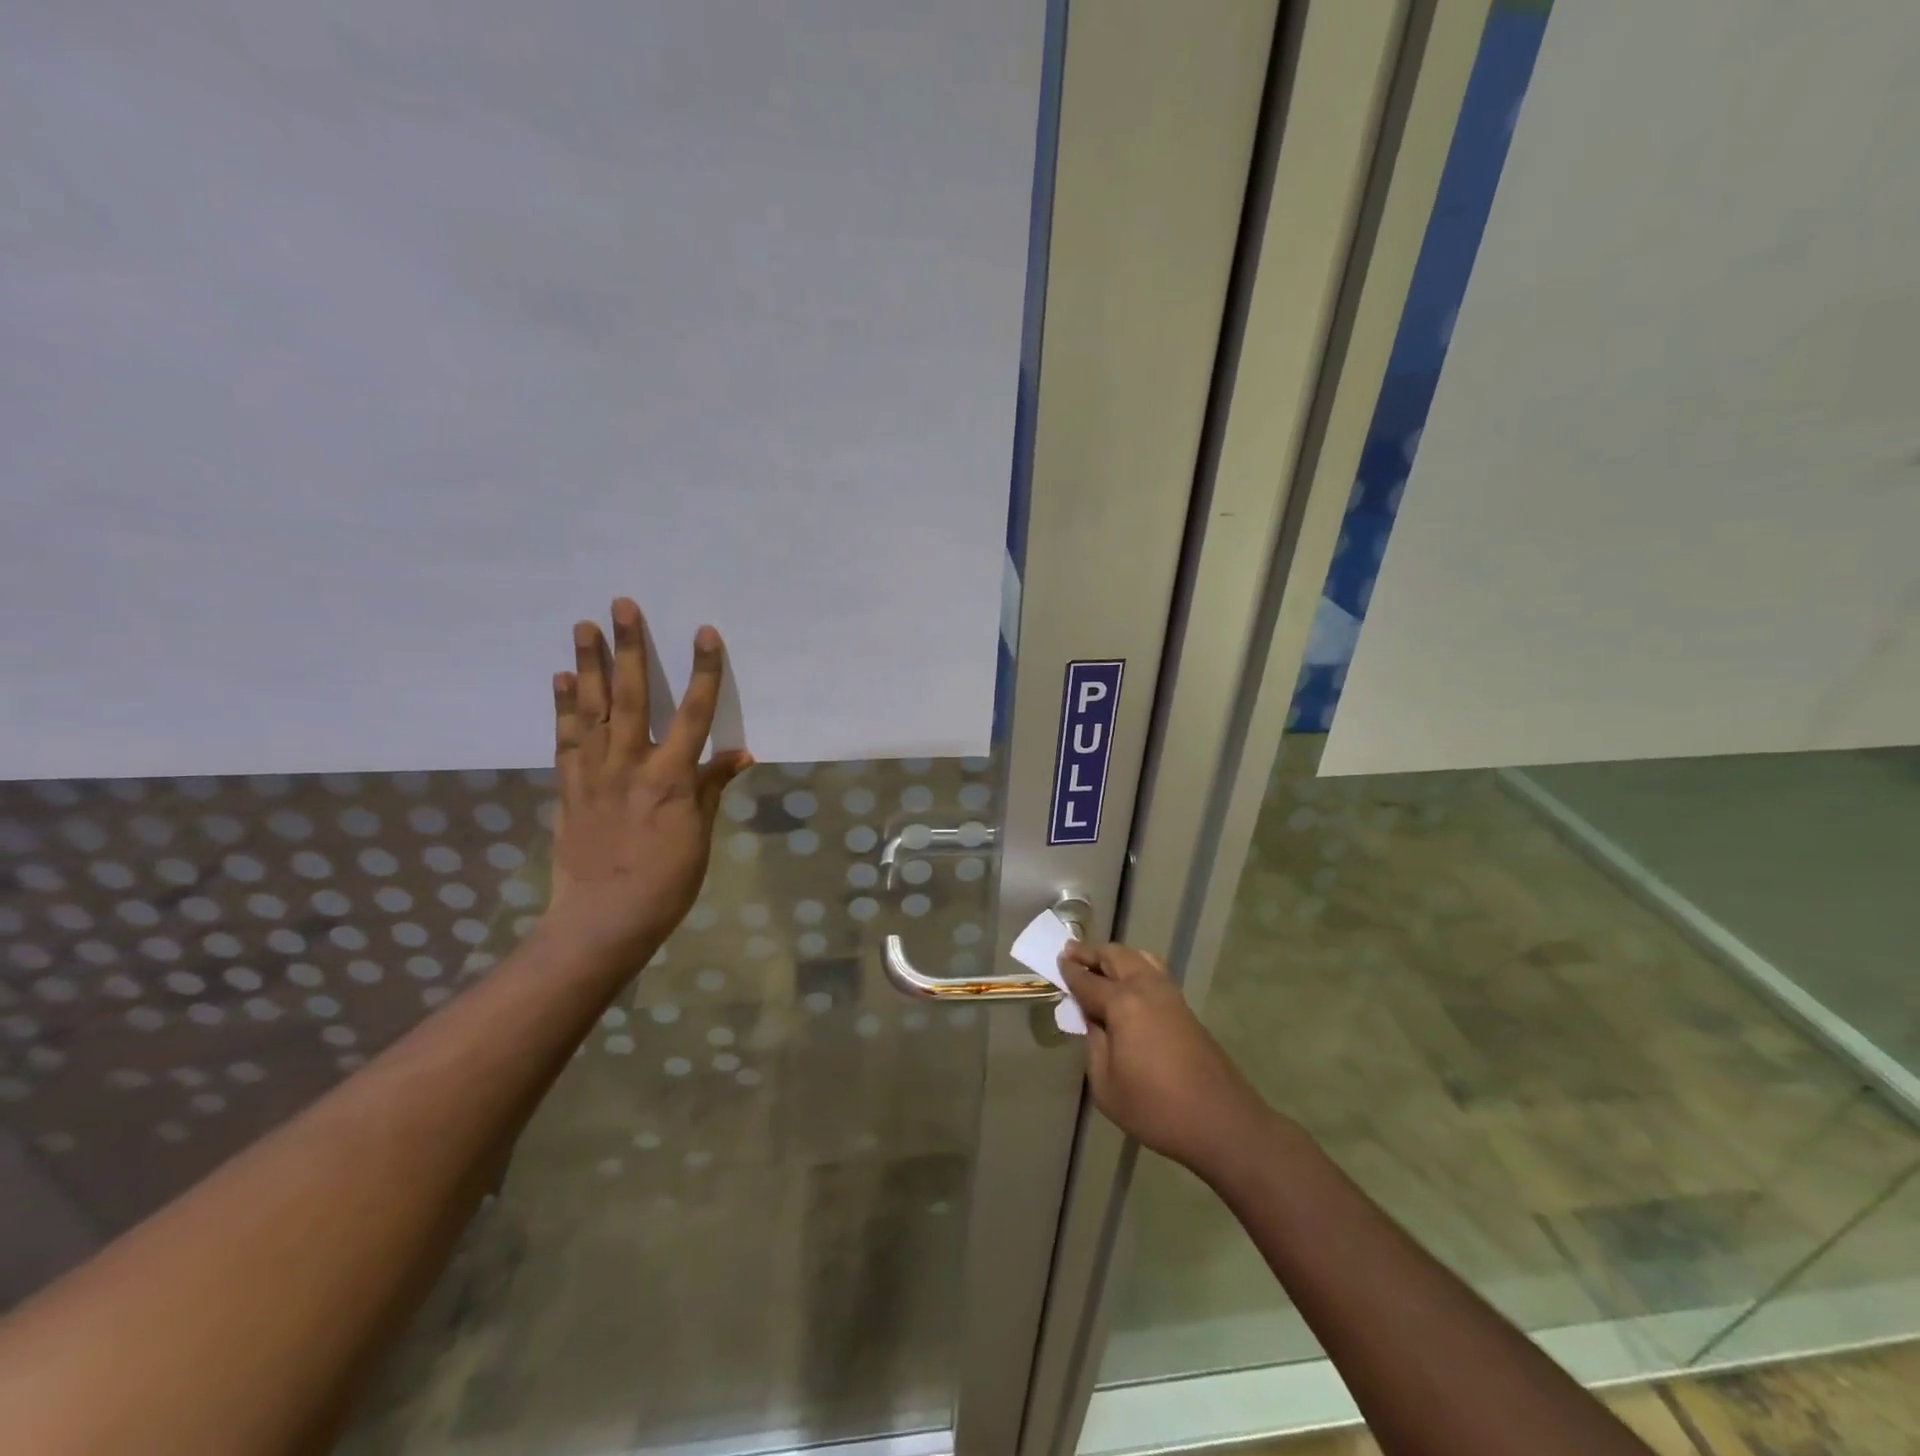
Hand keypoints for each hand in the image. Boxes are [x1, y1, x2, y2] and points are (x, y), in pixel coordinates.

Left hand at [545, 598, 751, 959]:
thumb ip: (712, 787)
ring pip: (592, 710)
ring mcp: (594, 775)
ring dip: (589, 665)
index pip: (694, 714)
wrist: (604, 920)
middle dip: (630, 649)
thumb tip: (739, 753)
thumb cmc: (667, 881)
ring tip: (584, 625)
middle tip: (622, 606)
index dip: (702, 672)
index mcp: (671, 779)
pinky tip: (562, 678)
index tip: (704, 632)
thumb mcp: (701, 835)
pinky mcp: (569, 788)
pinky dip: (563, 707)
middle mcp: (630, 766)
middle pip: (632, 697)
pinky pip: (566, 740)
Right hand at [1060, 942, 1276, 1178]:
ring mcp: (1170, 995)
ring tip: (1098, 963)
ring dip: (1115, 956)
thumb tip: (1094, 1021)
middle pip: (1115, 957)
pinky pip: (1153, 971)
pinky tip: (1128, 982)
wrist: (1221, 1122)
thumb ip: (1094, 1045)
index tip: (1056, 961)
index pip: (1087, 980)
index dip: (1069, 971)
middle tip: (1071, 952)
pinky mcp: (1185, 1008)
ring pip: (1138, 958)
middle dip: (1091, 953)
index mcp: (1123, 1004)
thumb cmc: (1156, 1108)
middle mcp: (1146, 988)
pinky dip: (1134, 966)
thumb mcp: (1106, 1085)